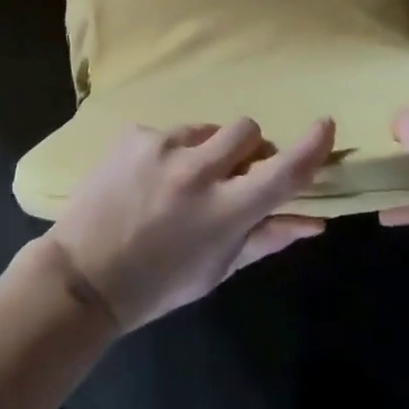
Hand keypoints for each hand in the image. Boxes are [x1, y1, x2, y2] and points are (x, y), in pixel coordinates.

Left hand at [45, 118, 335, 330]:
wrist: (83, 275)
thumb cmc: (158, 283)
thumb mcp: (217, 269)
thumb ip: (267, 238)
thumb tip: (315, 221)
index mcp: (223, 212)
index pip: (282, 172)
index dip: (311, 147)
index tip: (325, 125)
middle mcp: (197, 171)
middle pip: (247, 129)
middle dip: (248, 146)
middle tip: (231, 172)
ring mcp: (162, 146)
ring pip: (207, 129)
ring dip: (205, 150)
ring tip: (178, 184)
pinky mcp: (135, 134)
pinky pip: (169, 133)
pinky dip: (169, 152)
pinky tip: (148, 181)